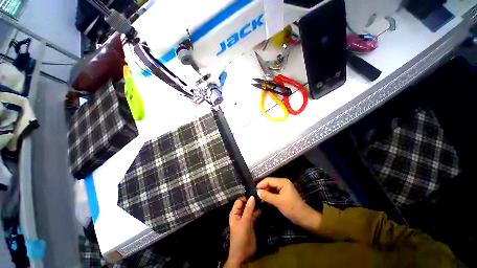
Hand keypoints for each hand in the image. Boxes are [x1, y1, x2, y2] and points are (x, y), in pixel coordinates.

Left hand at [225, 196, 259, 267]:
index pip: (239, 201)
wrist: (243, 253)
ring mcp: (245, 219)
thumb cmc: (241, 236)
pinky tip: (262, 208)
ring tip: (262, 200)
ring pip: (250, 209)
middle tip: (260, 196)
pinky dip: (257, 212)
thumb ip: (248, 209)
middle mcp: (239, 214)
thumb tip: (252, 196)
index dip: (246, 197)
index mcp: (235, 213)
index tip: (254, 194)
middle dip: (251, 200)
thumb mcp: (245, 221)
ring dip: (255, 206)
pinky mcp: (250, 223)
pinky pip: (253, 215)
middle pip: (245, 204)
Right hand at [257, 178, 320, 231]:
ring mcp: (283, 188)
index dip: (261, 184)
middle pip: (269, 183)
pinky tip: (265, 199)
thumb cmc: (292, 208)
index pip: (268, 180)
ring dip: (265, 192)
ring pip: (271, 188)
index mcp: (282, 182)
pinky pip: (274, 192)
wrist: (304, 218)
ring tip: (259, 197)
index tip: (254, 190)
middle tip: (255, 194)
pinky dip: (269, 195)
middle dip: (263, 188)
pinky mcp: (283, 194)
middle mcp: (282, 183)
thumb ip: (267, 196)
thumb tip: (257, 192)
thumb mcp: (278, 202)